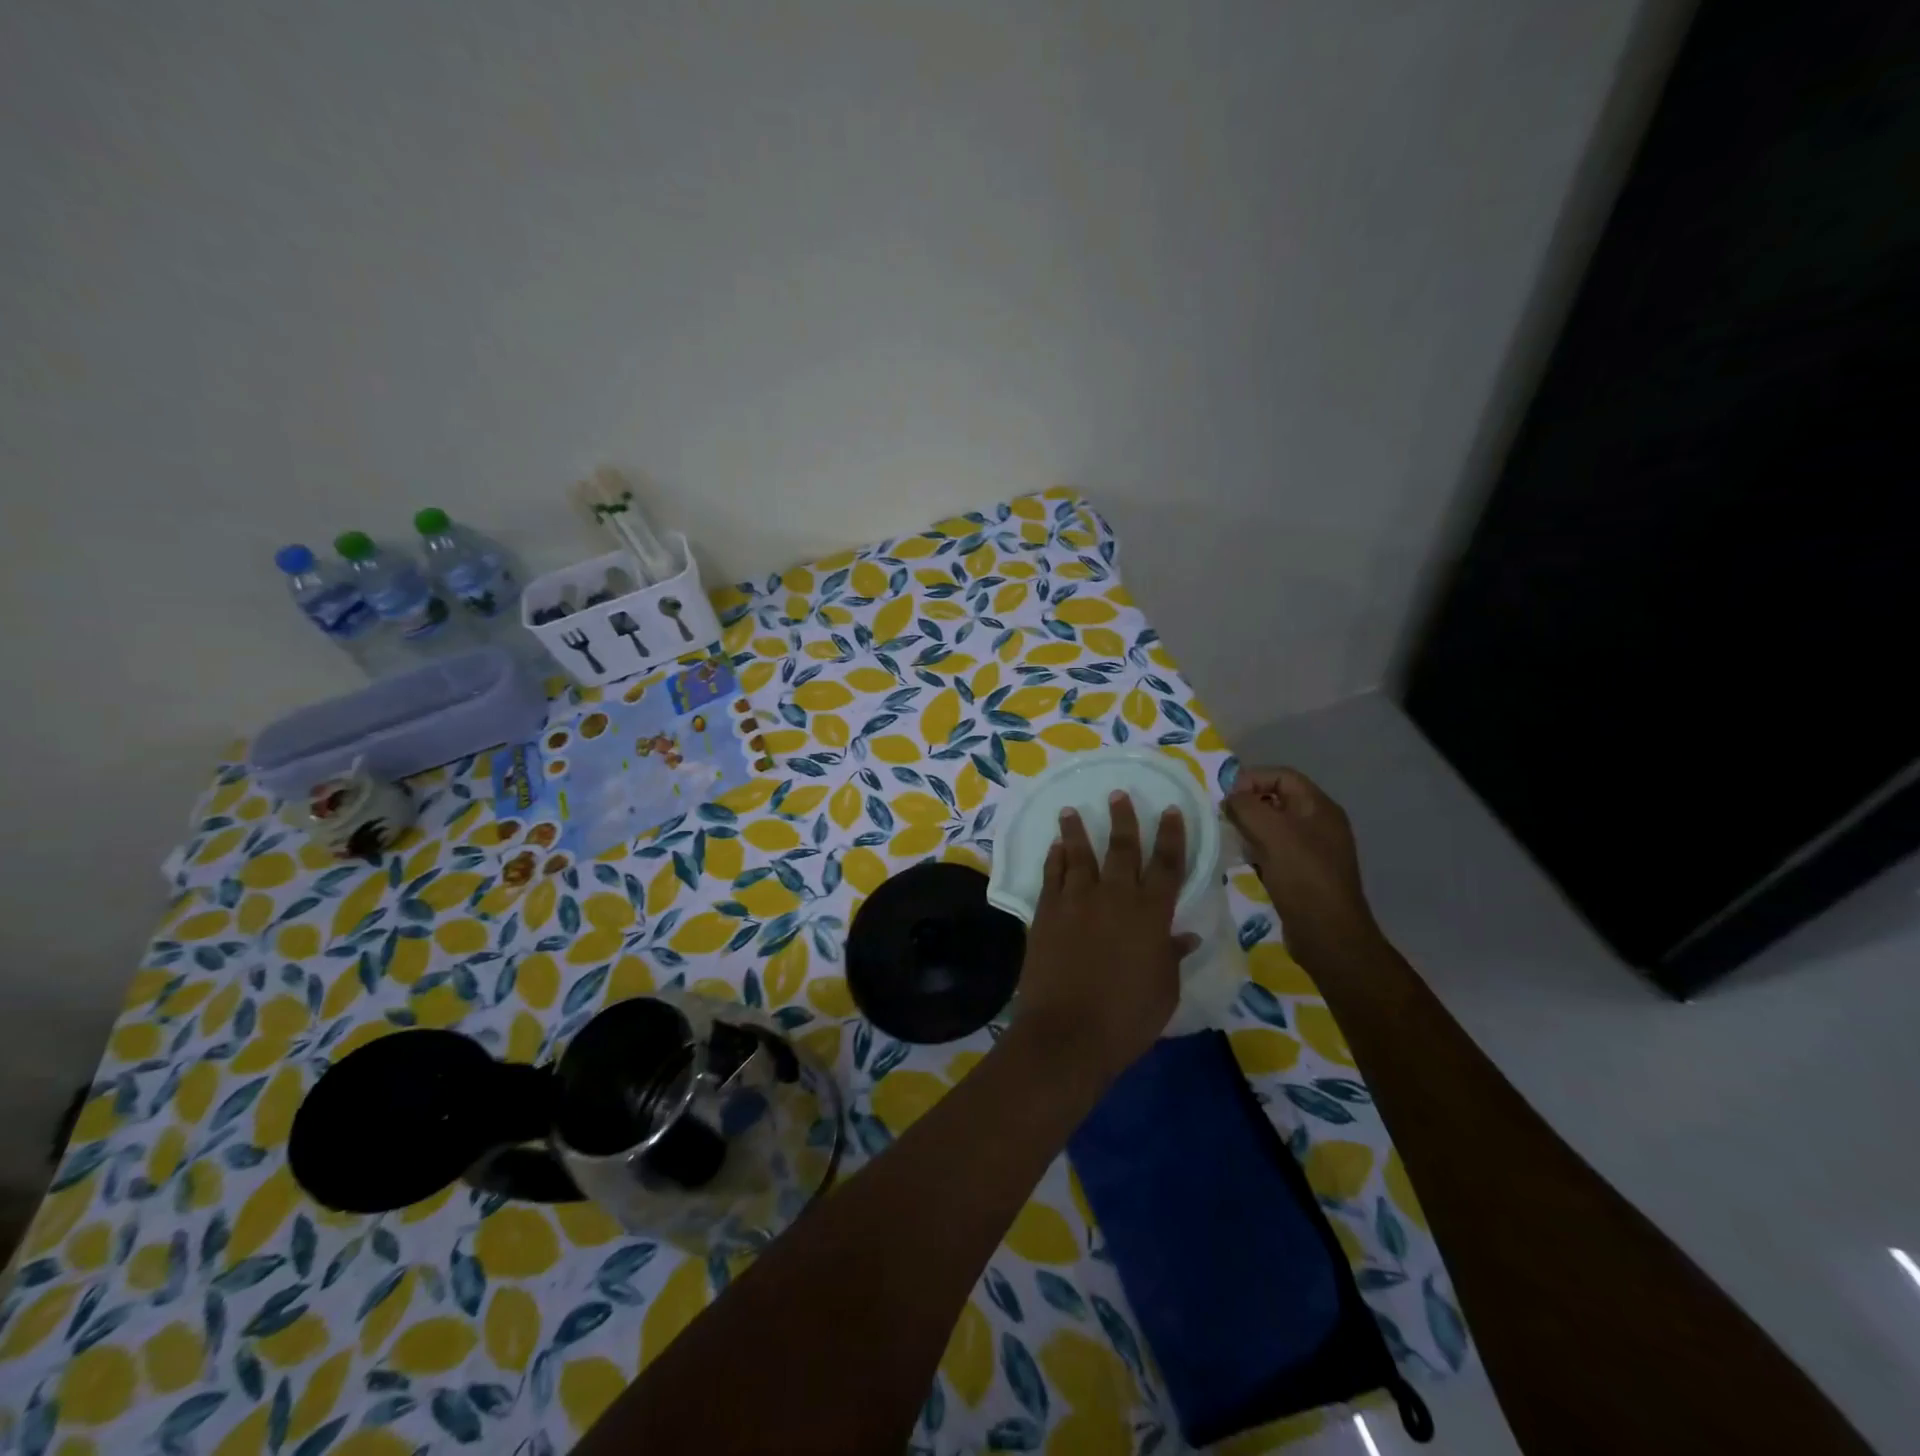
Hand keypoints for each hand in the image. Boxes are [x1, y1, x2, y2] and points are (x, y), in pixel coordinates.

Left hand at [1015, 793, 1197, 1083]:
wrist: (1068, 1031)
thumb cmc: (1127, 1017)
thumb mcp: (1164, 990)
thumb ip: (1172, 956)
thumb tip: (1186, 935)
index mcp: (1151, 914)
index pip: (1167, 864)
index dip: (1171, 836)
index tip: (1170, 810)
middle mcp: (1115, 896)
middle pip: (1122, 848)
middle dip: (1123, 818)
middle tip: (1118, 794)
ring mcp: (1077, 900)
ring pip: (1079, 854)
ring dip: (1077, 830)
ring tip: (1070, 810)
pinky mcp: (1046, 911)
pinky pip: (1052, 876)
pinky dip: (1055, 859)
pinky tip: (1055, 848)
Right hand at [1223, 767, 1378, 957]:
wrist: (1328, 935)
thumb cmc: (1302, 877)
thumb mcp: (1272, 834)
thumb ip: (1246, 807)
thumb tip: (1230, 798)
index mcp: (1320, 808)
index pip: (1282, 776)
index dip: (1252, 779)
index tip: (1226, 799)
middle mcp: (1320, 824)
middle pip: (1277, 799)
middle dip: (1248, 804)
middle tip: (1224, 819)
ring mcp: (1314, 849)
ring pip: (1274, 826)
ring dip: (1250, 828)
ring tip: (1231, 839)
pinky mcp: (1304, 872)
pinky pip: (1276, 849)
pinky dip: (1257, 850)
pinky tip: (1244, 862)